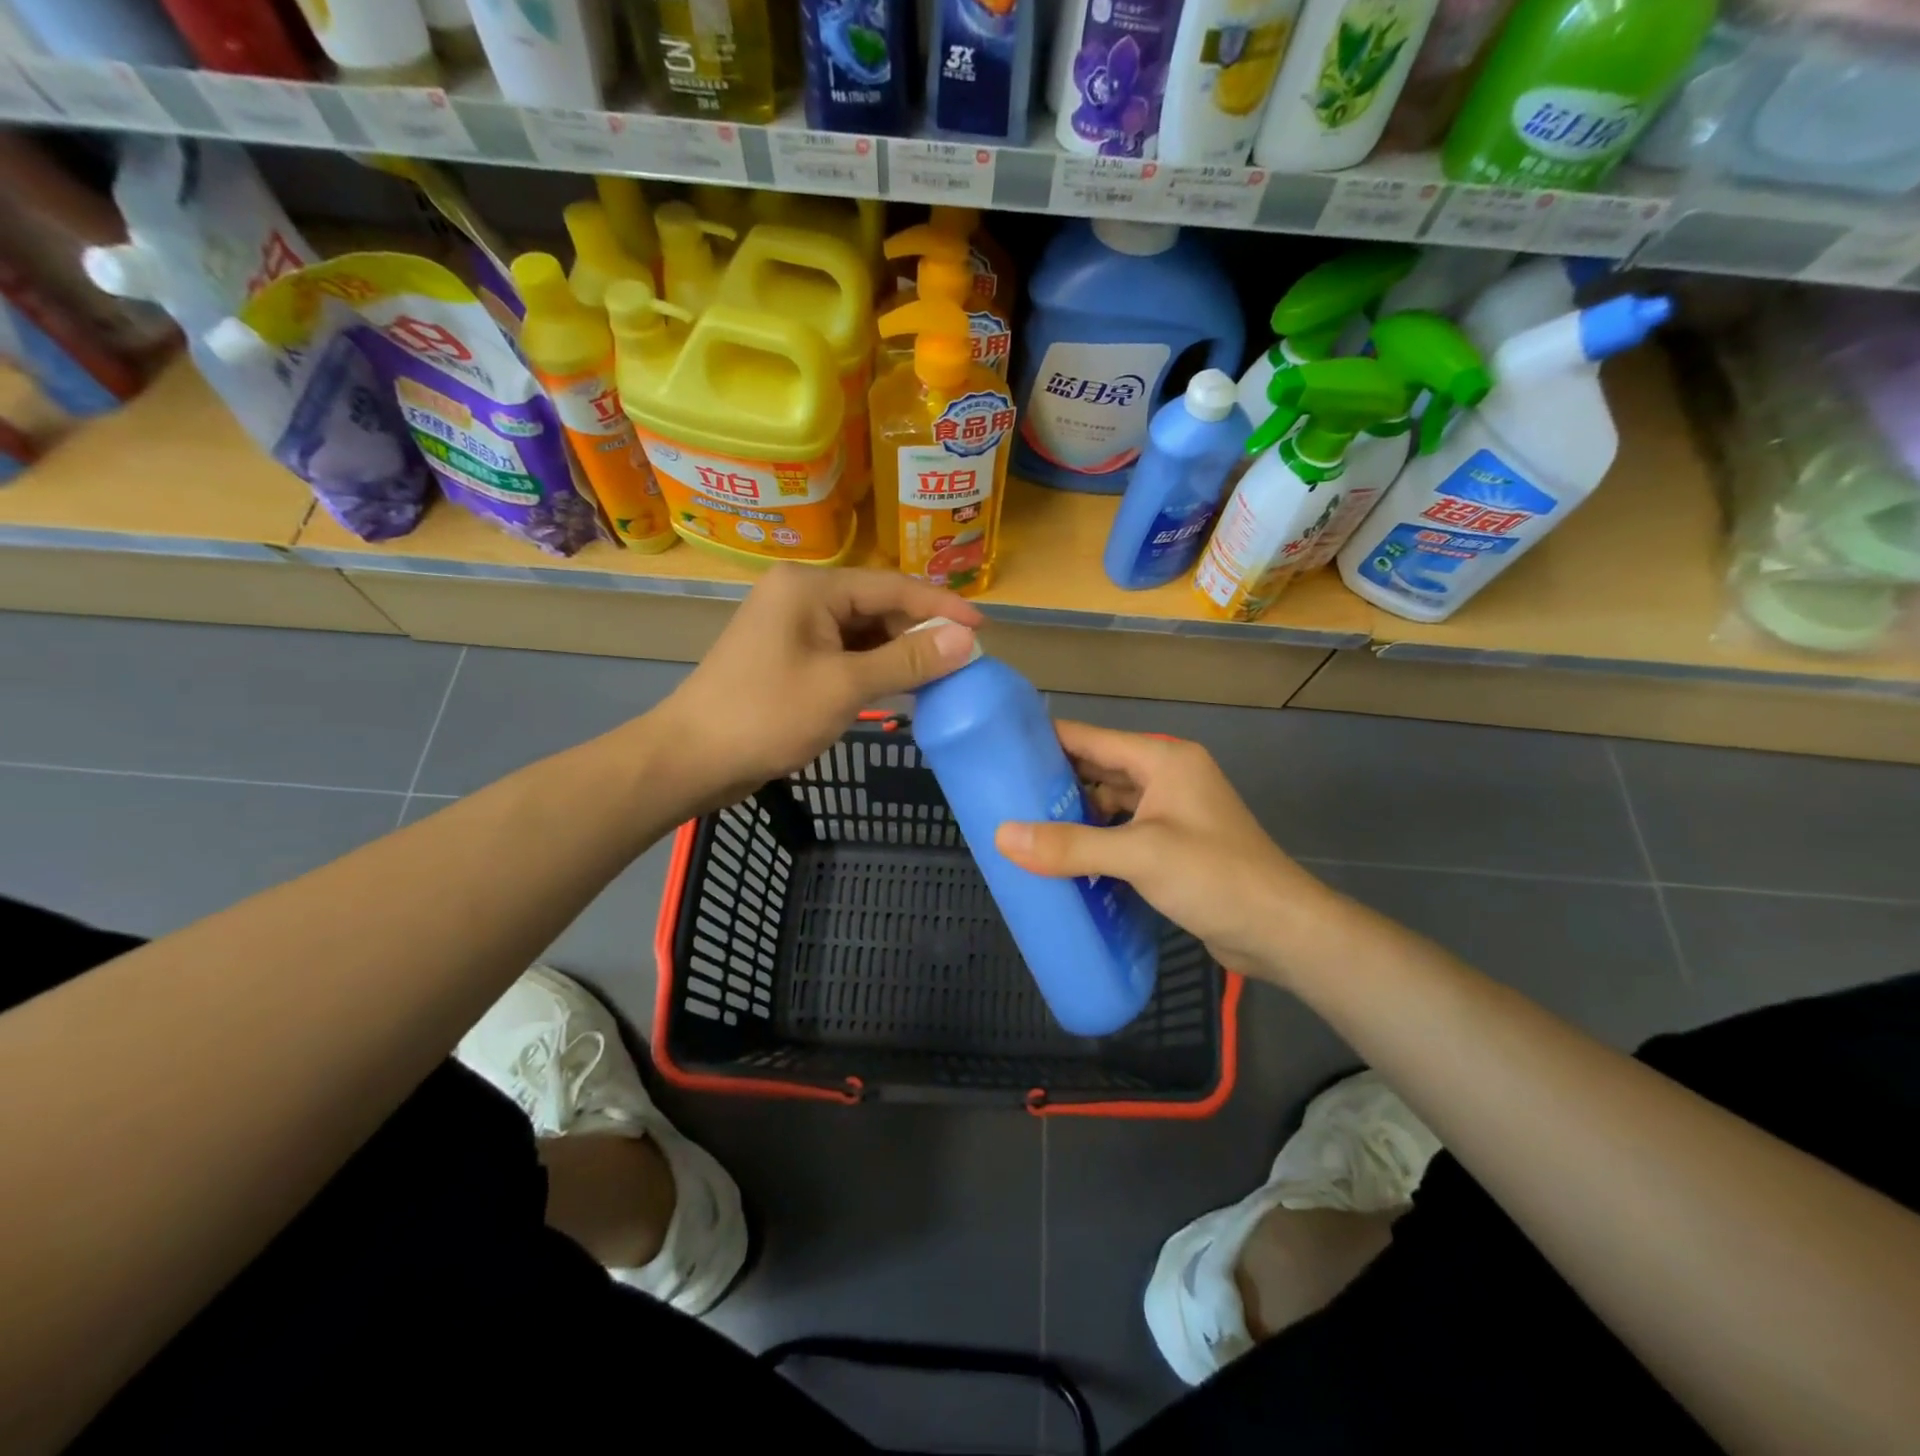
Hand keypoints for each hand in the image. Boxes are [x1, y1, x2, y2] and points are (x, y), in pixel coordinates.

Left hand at [656, 565, 983, 811]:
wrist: (692, 758)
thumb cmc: (767, 716)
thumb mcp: (845, 687)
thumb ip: (907, 660)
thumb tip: (966, 640)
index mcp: (810, 588)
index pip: (892, 587)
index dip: (941, 607)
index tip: (984, 628)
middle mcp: (801, 594)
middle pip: (877, 606)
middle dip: (919, 634)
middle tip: (962, 662)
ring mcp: (791, 625)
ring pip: (862, 631)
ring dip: (897, 653)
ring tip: (937, 678)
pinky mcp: (788, 653)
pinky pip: (843, 651)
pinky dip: (872, 668)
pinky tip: (898, 687)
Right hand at [994, 722, 1337, 984]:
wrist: (1281, 931)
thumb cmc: (1215, 877)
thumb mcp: (1140, 856)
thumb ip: (1072, 845)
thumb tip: (1003, 836)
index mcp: (1163, 760)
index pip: (1091, 737)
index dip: (1045, 740)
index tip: (998, 750)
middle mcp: (1167, 778)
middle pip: (1097, 769)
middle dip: (1053, 781)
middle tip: (1001, 795)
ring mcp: (1171, 813)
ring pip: (1108, 803)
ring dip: (1072, 814)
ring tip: (1022, 826)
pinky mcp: (1171, 846)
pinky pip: (1120, 833)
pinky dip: (1093, 841)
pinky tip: (1061, 858)